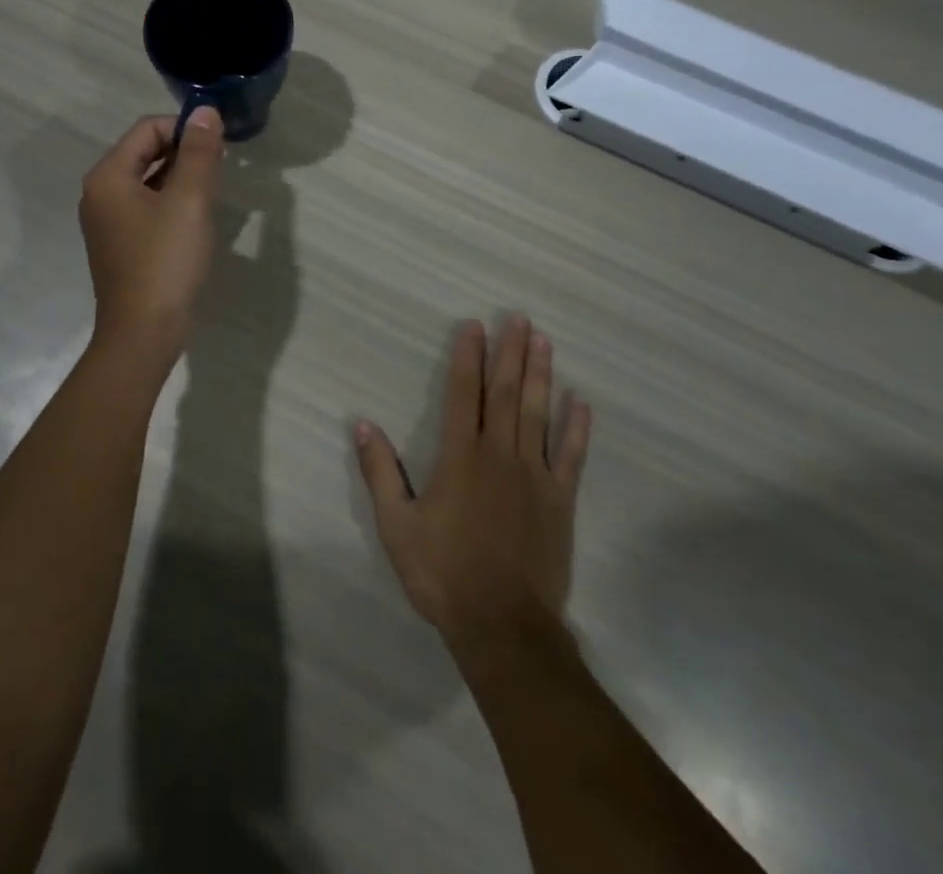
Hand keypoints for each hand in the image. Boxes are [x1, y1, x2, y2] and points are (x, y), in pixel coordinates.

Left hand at [79, 109, 225, 352]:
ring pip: (148, 180)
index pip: (147, 129)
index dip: (185, 129)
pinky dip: (172, 201)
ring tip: (214, 189)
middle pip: (144, 152)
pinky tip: (196, 217)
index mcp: (108, 176)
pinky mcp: (121, 244)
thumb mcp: (189, 201)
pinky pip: (147, 207)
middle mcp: (100, 193)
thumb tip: (205, 111)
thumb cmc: (165, 261)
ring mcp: (108, 221)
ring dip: (181, 177)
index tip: (220, 145)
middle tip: (222, 166)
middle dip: (184, 152)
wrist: (143, 333)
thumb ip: (199, 153)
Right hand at [354, 316, 591, 644]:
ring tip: (543, 341)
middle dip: (510, 352)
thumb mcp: (396, 526)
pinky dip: (576, 428)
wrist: (503, 626)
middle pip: (506, 393)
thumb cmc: (443, 573)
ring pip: (538, 413)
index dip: (468, 356)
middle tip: (518, 317)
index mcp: (460, 457)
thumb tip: (361, 424)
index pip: (464, 393)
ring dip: (540, 375)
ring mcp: (534, 475)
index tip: (474, 325)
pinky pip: (571, 456)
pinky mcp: (559, 501)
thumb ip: (379, 472)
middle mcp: (499, 454)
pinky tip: (581, 403)